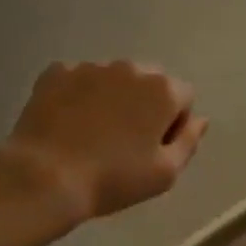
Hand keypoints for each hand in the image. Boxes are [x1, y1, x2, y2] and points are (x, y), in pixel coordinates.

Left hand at [4, 61, 207, 224]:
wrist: (45, 176)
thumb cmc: (114, 179)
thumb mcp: (165, 174)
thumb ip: (189, 141)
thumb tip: (199, 120)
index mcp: (162, 90)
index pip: (183, 98)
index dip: (173, 124)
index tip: (154, 148)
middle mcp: (130, 68)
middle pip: (149, 82)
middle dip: (143, 104)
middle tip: (125, 141)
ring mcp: (90, 67)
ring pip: (112, 79)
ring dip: (111, 98)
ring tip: (92, 134)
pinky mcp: (56, 72)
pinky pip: (77, 81)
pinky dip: (78, 97)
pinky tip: (67, 125)